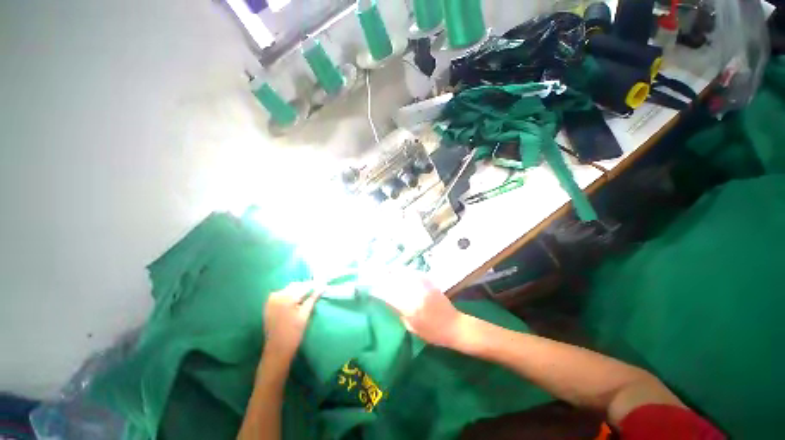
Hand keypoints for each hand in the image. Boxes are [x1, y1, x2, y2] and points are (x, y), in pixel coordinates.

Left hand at [263, 282, 321, 362]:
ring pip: (289, 289)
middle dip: (305, 288)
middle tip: (315, 292)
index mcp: (287, 298)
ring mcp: (271, 300)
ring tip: (306, 298)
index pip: (304, 286)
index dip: (314, 286)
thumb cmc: (294, 333)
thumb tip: (323, 287)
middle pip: (296, 286)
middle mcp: (277, 295)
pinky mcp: (268, 305)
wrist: (277, 349)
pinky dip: (289, 295)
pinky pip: (281, 294)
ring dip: (297, 291)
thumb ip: (313, 298)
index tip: (322, 286)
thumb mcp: (305, 314)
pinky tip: (295, 302)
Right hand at [371, 271, 464, 347]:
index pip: (389, 295)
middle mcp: (416, 293)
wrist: (454, 326)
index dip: (378, 291)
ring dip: (393, 272)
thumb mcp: (411, 328)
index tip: (369, 289)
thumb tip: (387, 300)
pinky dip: (405, 272)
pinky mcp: (429, 281)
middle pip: (395, 281)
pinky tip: (400, 271)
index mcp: (410, 307)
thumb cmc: (432, 333)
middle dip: (383, 278)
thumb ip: (398, 312)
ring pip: (404, 273)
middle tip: (374, 276)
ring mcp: (423, 285)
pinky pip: (414, 273)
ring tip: (384, 271)